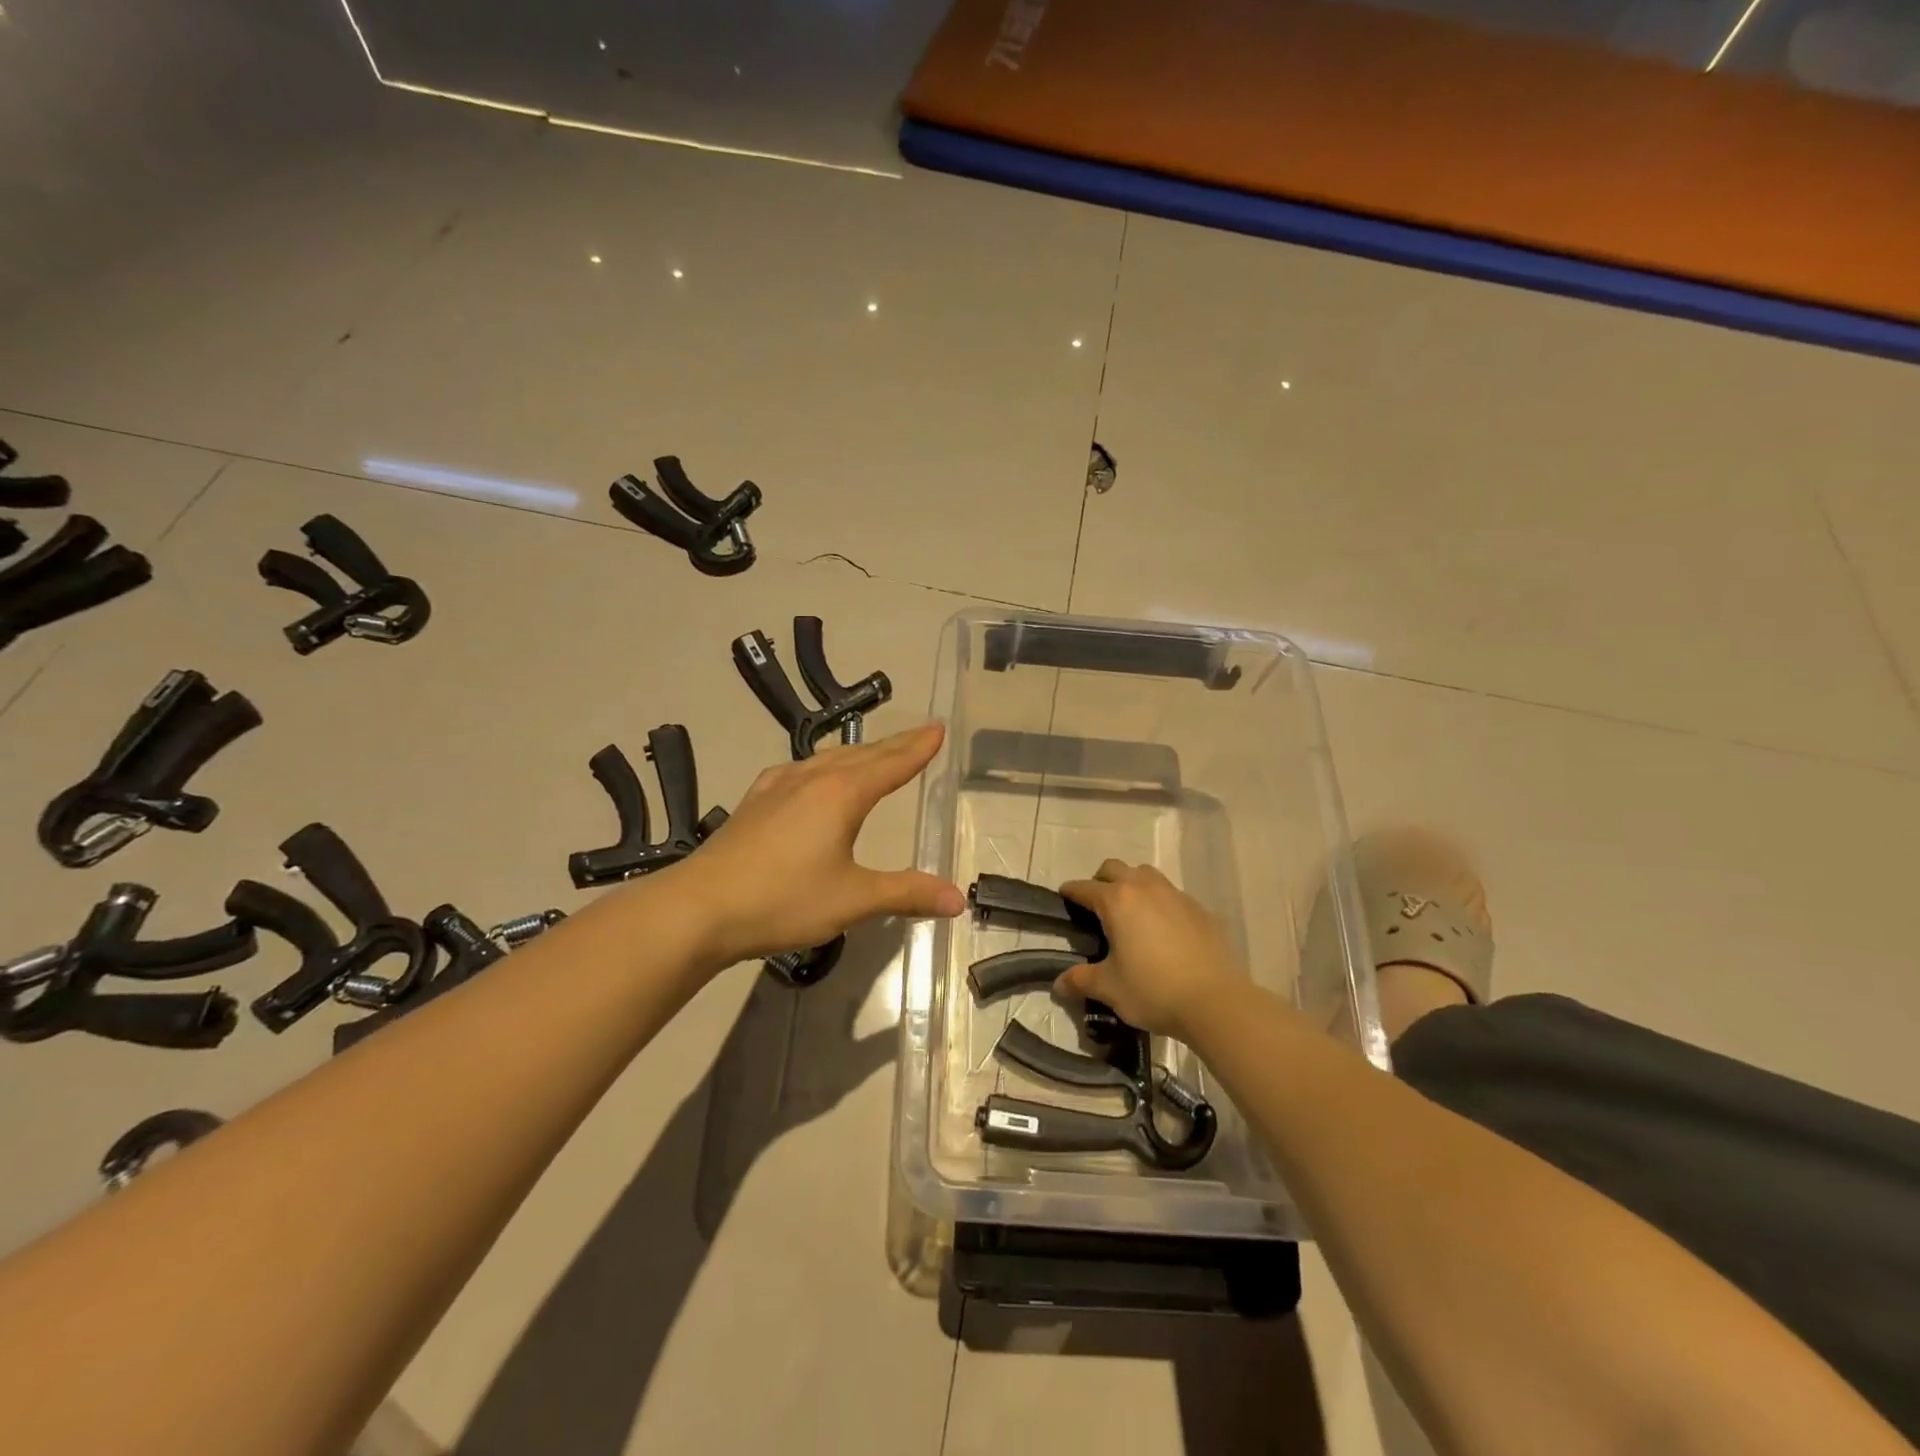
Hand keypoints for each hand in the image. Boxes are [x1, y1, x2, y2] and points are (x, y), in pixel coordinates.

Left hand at [670, 723, 964, 965]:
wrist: (698, 908)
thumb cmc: (782, 900)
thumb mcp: (852, 900)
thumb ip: (906, 894)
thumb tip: (958, 900)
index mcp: (841, 794)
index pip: (891, 764)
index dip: (917, 748)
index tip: (938, 729)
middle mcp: (812, 779)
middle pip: (863, 755)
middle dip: (895, 745)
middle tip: (920, 734)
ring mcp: (778, 787)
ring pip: (829, 758)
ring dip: (860, 754)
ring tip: (876, 753)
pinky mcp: (755, 801)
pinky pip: (800, 770)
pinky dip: (823, 765)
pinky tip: (812, 774)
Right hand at [1056, 861, 1243, 1040]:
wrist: (1216, 1002)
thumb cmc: (1153, 990)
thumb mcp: (1109, 988)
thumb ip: (1081, 981)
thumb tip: (1058, 984)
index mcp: (1117, 901)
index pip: (1084, 887)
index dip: (1070, 892)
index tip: (1063, 896)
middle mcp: (1145, 888)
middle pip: (1115, 868)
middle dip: (1101, 880)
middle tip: (1096, 905)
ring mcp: (1176, 895)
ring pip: (1146, 875)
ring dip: (1133, 884)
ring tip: (1130, 912)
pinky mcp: (1200, 910)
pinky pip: (1172, 895)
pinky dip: (1160, 903)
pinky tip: (1163, 930)